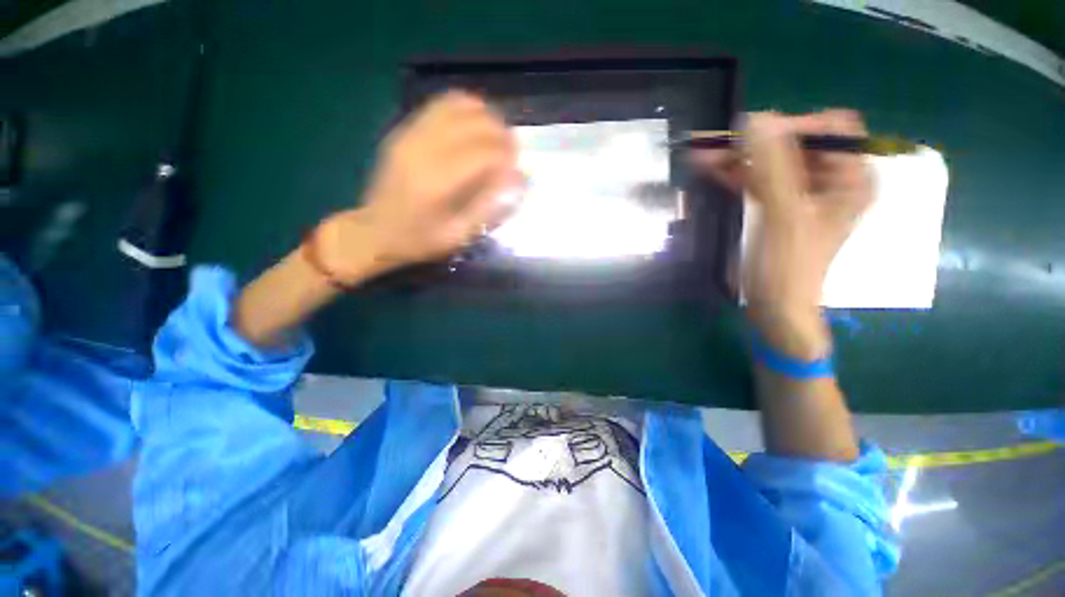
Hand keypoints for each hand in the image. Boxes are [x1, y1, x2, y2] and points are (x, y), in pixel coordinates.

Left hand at [319, 91, 521, 281]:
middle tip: (512, 151)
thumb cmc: (420, 240)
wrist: (375, 230)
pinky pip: (441, 105)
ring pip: (458, 105)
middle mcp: (424, 150)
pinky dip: (465, 108)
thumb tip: (518, 178)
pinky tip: (475, 125)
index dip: (508, 154)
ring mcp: (411, 134)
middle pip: (474, 122)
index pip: (484, 152)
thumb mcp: (460, 235)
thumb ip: (490, 206)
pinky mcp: (405, 129)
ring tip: (496, 136)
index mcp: (437, 183)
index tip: (519, 165)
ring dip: (486, 116)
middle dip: (501, 133)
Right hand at [694, 110, 873, 358]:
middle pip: (794, 144)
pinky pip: (757, 179)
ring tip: (701, 153)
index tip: (752, 139)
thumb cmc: (788, 268)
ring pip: (770, 161)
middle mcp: (829, 180)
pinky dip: (734, 173)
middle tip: (715, 144)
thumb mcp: (784, 216)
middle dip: (755, 142)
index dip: (792, 127)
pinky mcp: (777, 205)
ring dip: (737, 157)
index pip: (830, 129)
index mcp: (850, 178)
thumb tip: (757, 119)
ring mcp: (800, 193)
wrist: (774, 307)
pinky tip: (709, 168)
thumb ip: (773, 168)